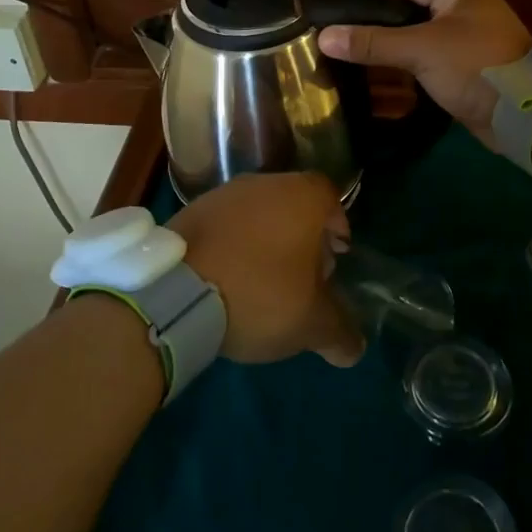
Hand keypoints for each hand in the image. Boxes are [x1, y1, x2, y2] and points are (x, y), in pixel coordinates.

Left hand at [171, 172, 364, 367]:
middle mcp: (266, 182)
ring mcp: (224, 193)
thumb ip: (339, 332)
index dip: (337, 228)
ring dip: (265, 239)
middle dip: (302, 236)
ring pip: (258, 212)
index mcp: (303, 197)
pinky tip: (227, 278)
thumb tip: (355, 349)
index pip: (331, 199)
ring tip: (261, 281)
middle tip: (302, 275)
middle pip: (294, 204)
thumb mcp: (310, 323)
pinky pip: (225, 224)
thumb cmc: (260, 293)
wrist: (176, 290)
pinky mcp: (191, 209)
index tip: (334, 259)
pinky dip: (232, 244)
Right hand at [316, 0, 531, 148]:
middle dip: (377, 22)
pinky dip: (408, 63)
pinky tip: (382, 74)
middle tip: (340, 34)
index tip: (336, 9)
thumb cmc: (474, 66)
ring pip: (419, 35)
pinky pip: (430, 58)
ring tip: (352, 53)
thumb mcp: (420, 50)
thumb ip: (373, 42)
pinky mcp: (469, 67)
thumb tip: (324, 37)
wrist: (524, 114)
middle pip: (410, 9)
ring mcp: (468, 39)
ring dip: (392, 44)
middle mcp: (464, 8)